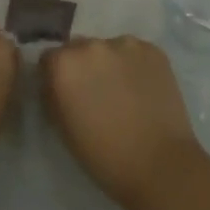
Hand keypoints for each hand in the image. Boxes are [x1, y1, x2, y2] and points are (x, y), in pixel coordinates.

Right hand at [39, 35, 206, 209]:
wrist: (159, 165)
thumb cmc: (103, 155)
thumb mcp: (62, 127)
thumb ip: (53, 94)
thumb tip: (55, 83)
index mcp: (63, 64)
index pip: (50, 58)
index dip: (56, 76)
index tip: (66, 93)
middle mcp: (91, 45)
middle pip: (79, 48)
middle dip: (83, 66)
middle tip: (95, 93)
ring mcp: (125, 44)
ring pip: (109, 48)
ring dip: (110, 63)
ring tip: (124, 91)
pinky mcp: (153, 49)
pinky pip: (135, 53)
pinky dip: (135, 66)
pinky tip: (143, 90)